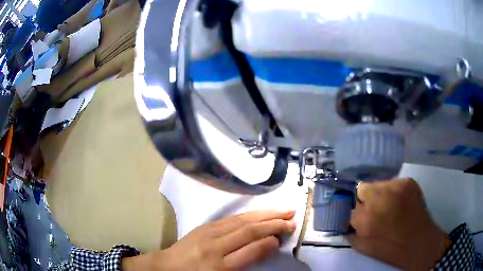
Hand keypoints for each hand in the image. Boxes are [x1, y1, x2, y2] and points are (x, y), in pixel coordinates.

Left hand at [123, 210, 295, 270]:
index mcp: (218, 266)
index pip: (250, 250)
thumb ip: (243, 265)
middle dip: (273, 223)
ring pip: (242, 220)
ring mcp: (208, 233)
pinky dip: (250, 215)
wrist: (166, 267)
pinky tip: (260, 213)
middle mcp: (215, 246)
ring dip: (265, 215)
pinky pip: (231, 218)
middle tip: (292, 218)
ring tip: (283, 211)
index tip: (283, 238)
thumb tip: (265, 248)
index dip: (270, 242)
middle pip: (249, 231)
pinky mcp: (205, 226)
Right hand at [348, 178, 451, 269]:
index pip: (350, 202)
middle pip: (362, 187)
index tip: (362, 213)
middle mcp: (378, 199)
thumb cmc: (389, 248)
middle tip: (376, 208)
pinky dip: (394, 190)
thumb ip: (352, 230)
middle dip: (366, 198)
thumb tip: (347, 218)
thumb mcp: (363, 245)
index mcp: (364, 218)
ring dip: (380, 193)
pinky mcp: (408, 182)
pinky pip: (394, 182)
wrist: (417, 242)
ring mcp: (395, 187)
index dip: (357, 208)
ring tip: (390, 205)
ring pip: (379, 183)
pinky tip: (401, 201)